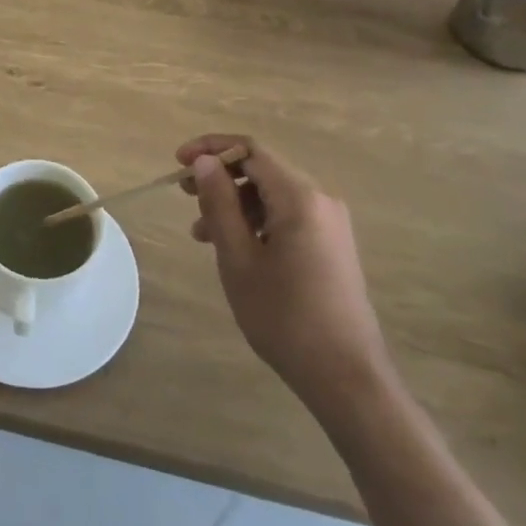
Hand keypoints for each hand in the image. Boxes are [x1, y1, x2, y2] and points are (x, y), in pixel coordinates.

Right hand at [176, 136, 390, 413]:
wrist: (347, 377)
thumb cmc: (284, 316)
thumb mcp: (238, 258)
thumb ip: (219, 203)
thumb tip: (204, 162)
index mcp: (299, 196)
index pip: (250, 149)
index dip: (210, 148)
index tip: (178, 163)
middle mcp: (320, 199)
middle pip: (262, 169)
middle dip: (220, 178)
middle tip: (185, 197)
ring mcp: (330, 222)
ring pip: (273, 194)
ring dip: (235, 203)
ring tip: (202, 234)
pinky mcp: (332, 244)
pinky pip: (288, 215)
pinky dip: (256, 221)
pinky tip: (235, 248)